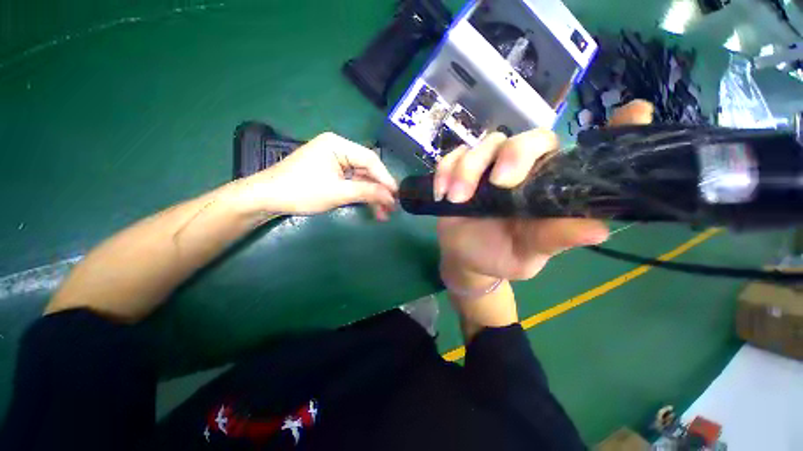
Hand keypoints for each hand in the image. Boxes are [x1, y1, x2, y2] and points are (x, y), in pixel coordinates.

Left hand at [235, 132, 397, 219]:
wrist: (266, 198)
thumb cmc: (301, 191)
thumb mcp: (337, 192)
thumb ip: (367, 192)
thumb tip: (391, 197)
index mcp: (338, 145)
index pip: (370, 160)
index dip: (385, 178)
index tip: (396, 195)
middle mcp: (338, 149)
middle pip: (367, 169)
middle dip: (379, 190)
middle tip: (391, 208)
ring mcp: (335, 161)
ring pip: (361, 178)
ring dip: (372, 195)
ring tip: (383, 213)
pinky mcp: (331, 172)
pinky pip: (352, 182)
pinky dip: (361, 194)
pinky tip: (370, 206)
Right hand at [436, 100, 653, 284]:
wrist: (467, 260)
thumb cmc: (502, 255)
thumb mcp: (530, 253)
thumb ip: (556, 238)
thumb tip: (598, 229)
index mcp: (547, 187)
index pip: (581, 155)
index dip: (613, 131)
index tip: (635, 110)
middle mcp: (521, 171)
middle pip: (525, 138)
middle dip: (513, 155)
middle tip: (499, 183)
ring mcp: (486, 169)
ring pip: (484, 145)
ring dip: (468, 169)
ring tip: (457, 199)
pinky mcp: (458, 173)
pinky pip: (451, 158)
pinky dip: (445, 171)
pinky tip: (442, 194)